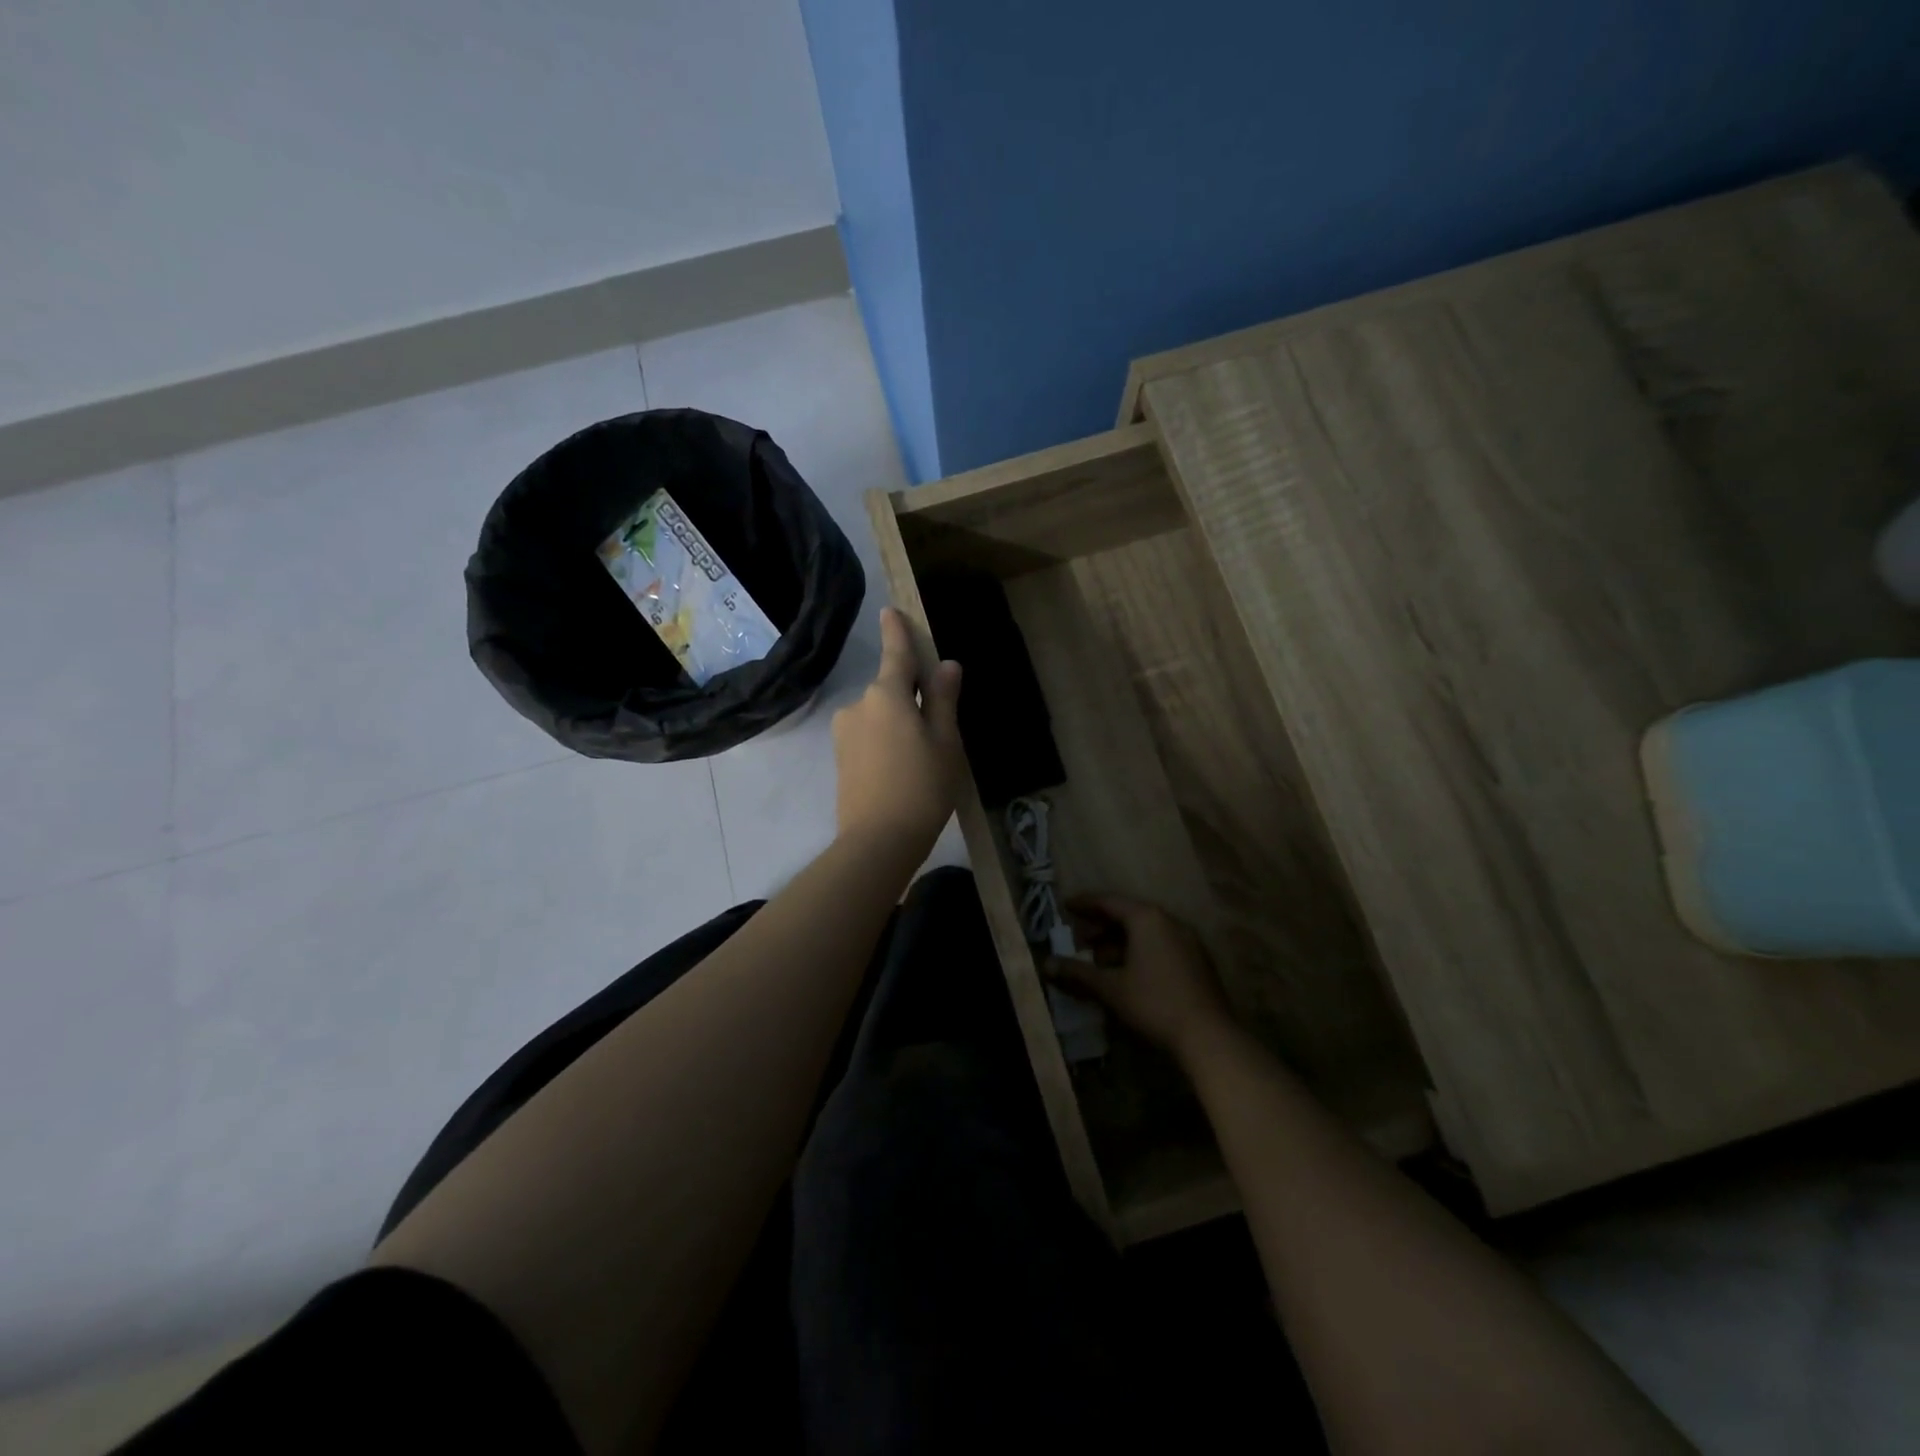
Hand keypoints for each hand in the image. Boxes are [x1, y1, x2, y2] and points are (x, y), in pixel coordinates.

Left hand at [832, 607, 964, 859]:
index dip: (896, 631)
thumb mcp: (945, 741)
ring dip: (898, 722)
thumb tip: (945, 665)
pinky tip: (902, 769)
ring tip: (921, 757)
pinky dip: (886, 741)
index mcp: (886, 695)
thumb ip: (942, 699)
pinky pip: (869, 735)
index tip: (890, 610)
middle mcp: (858, 705)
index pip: (895, 653)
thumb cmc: (922, 786)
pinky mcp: (841, 757)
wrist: (877, 841)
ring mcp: (845, 732)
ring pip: (879, 715)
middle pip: (890, 689)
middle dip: (910, 695)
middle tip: (938, 726)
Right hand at [1055, 895, 1236, 1064]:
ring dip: (1119, 942)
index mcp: (1147, 919)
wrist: (1209, 1036)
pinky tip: (1128, 974)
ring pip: (1146, 931)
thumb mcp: (1110, 988)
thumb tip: (1046, 965)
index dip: (1085, 904)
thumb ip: (1077, 973)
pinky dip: (1139, 951)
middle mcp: (1169, 921)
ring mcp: (1188, 941)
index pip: (1109, 902)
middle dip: (1101, 926)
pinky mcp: (1197, 961)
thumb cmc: (1154, 1003)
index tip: (1066, 906)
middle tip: (1080, 940)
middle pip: (1128, 914)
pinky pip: (1161, 945)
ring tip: (1100, 961)